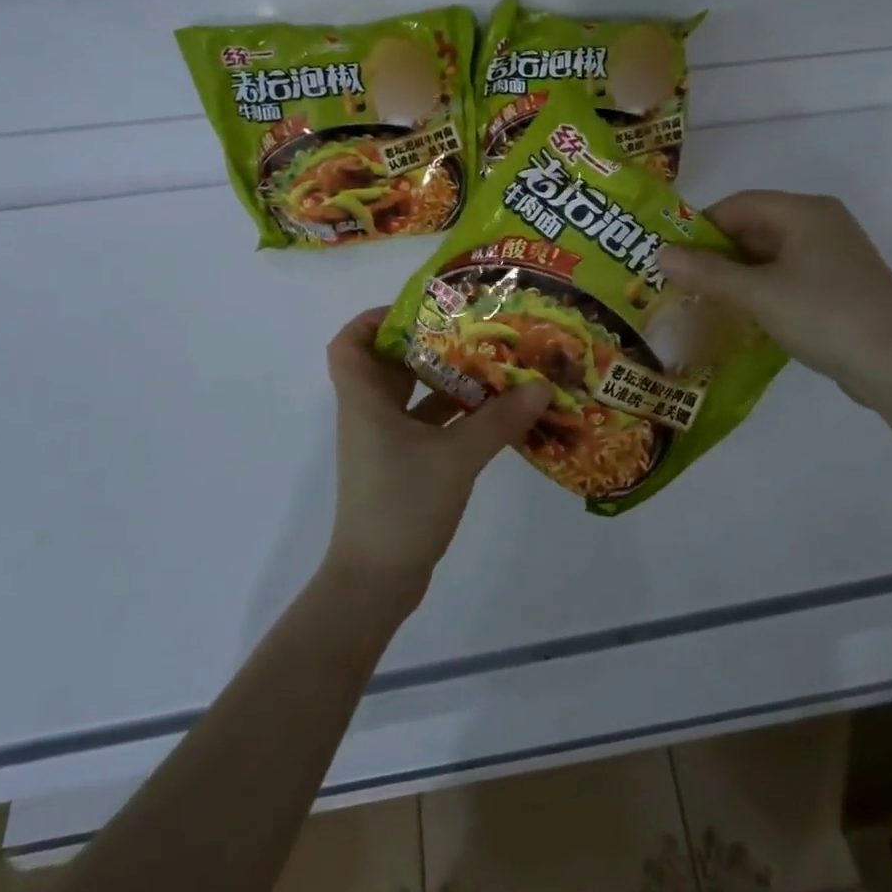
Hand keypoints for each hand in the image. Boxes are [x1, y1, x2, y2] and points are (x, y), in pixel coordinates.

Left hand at [323, 309, 552, 610]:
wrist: (376, 581)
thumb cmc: (403, 504)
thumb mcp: (457, 456)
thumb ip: (500, 420)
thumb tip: (542, 385)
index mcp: (366, 401)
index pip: (349, 344)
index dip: (374, 319)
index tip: (421, 310)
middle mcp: (369, 415)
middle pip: (389, 364)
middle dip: (429, 344)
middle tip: (473, 329)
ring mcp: (384, 443)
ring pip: (411, 397)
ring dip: (446, 380)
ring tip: (492, 364)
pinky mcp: (401, 467)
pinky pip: (426, 426)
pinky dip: (453, 415)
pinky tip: (491, 414)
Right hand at [658, 191, 891, 408]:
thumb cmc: (824, 314)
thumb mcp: (758, 294)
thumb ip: (708, 273)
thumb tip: (660, 254)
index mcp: (805, 211)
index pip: (740, 204)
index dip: (701, 226)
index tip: (672, 255)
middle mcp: (822, 223)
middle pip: (755, 227)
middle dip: (717, 252)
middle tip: (683, 280)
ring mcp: (834, 255)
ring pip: (771, 254)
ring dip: (738, 273)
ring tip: (705, 299)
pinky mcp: (840, 285)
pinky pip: (789, 275)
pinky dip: (762, 288)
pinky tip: (742, 313)